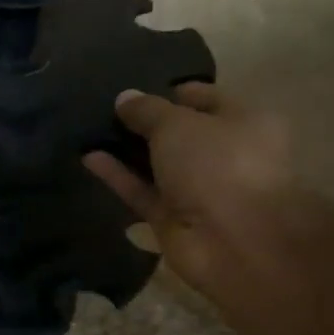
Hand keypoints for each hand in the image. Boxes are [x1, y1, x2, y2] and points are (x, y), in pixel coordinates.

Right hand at [82, 83, 303, 297]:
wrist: (234, 243)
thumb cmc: (219, 166)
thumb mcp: (178, 124)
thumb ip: (147, 110)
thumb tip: (124, 98)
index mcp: (245, 123)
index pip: (205, 98)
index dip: (170, 92)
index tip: (135, 91)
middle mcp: (225, 155)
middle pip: (179, 134)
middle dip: (145, 123)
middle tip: (105, 109)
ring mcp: (198, 190)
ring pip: (157, 164)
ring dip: (126, 150)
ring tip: (90, 130)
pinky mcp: (173, 218)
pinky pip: (142, 191)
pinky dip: (118, 176)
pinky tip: (89, 158)